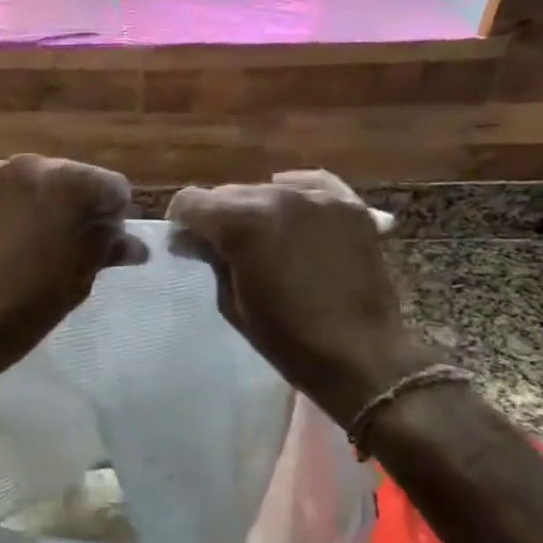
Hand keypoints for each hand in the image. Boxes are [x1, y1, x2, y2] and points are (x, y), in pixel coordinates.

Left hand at [0, 153, 146, 369]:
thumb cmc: (28, 307)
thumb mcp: (79, 280)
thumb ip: (107, 248)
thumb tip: (133, 245)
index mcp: (76, 187)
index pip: (111, 188)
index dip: (109, 217)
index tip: (97, 242)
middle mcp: (35, 164)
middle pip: (65, 177)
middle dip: (66, 204)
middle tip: (53, 241)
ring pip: (23, 177)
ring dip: (26, 198)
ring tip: (12, 236)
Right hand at [167, 170, 432, 411]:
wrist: (361, 358)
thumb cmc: (287, 339)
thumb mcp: (231, 302)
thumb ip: (209, 259)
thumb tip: (188, 239)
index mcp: (242, 223)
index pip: (190, 201)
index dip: (181, 222)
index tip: (187, 245)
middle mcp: (278, 196)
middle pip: (229, 192)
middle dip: (218, 217)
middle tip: (223, 249)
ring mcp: (319, 199)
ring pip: (268, 189)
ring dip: (256, 210)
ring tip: (265, 241)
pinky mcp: (350, 207)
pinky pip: (314, 184)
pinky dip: (296, 192)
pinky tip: (291, 211)